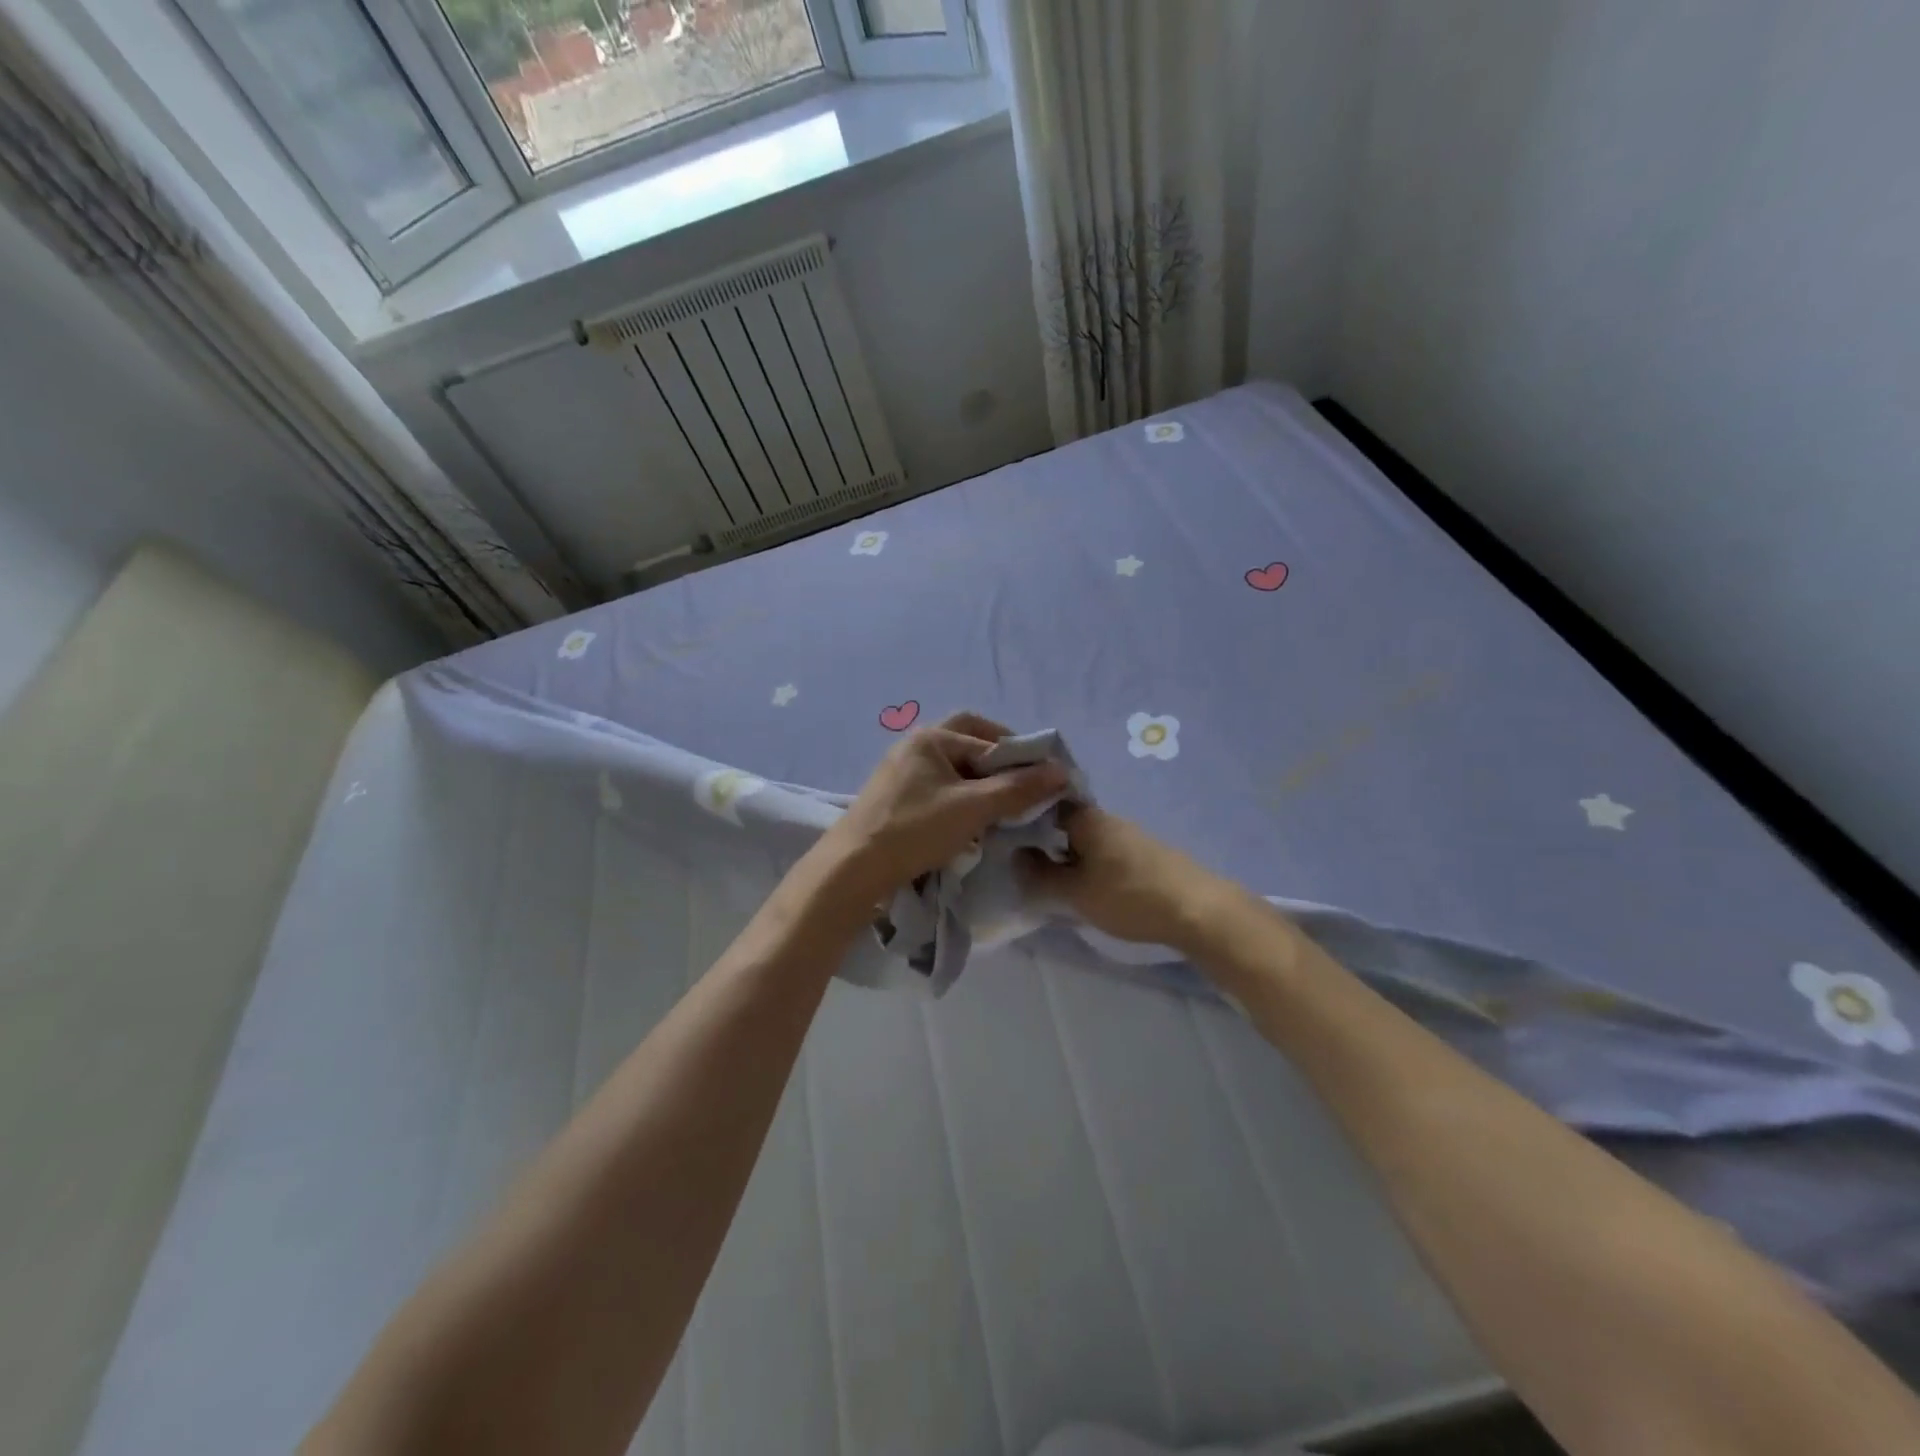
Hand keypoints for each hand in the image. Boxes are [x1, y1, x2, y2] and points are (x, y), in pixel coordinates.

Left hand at [814, 712, 1068, 909]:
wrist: (853, 868)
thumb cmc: (915, 830)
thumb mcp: (972, 808)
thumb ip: (1017, 788)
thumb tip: (1061, 771)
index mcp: (930, 738)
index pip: (987, 737)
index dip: (1020, 756)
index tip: (1046, 779)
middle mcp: (914, 746)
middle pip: (968, 743)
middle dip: (999, 762)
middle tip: (1024, 784)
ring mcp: (901, 772)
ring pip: (954, 769)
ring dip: (981, 782)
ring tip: (1003, 807)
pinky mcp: (896, 798)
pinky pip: (939, 788)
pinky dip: (961, 797)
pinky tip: (971, 821)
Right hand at [1017, 805, 1237, 952]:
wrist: (1198, 910)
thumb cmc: (1128, 896)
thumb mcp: (1074, 893)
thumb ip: (1040, 875)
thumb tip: (1015, 856)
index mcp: (1086, 818)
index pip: (1046, 802)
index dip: (1024, 816)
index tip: (1005, 835)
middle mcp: (1108, 818)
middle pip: (1066, 822)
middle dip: (1046, 839)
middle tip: (1025, 864)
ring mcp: (1130, 835)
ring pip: (1087, 838)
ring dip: (1070, 854)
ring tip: (1054, 880)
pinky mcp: (1146, 854)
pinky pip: (1106, 852)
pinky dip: (1091, 864)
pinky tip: (1089, 885)